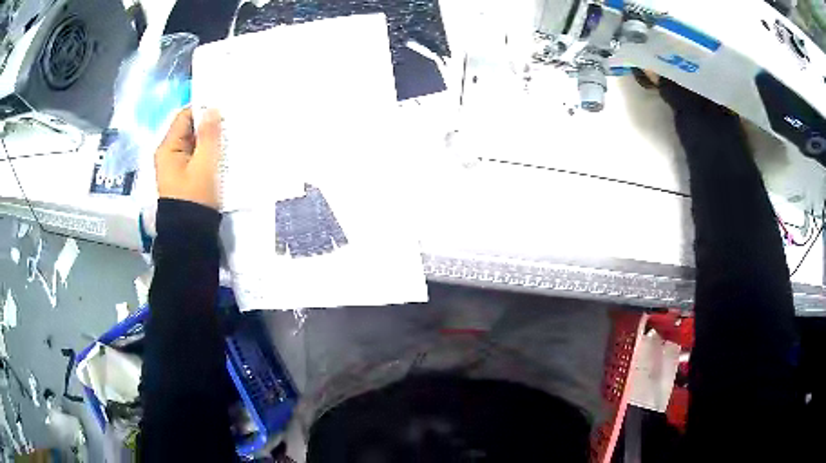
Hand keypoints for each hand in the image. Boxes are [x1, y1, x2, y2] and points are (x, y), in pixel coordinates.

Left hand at [155, 107, 221, 209]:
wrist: (190, 236)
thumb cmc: (195, 198)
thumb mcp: (204, 164)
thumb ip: (208, 135)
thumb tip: (213, 109)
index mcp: (168, 148)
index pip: (184, 116)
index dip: (202, 109)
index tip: (223, 108)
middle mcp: (169, 154)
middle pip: (188, 129)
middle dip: (208, 124)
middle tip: (230, 122)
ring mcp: (176, 167)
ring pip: (194, 143)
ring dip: (209, 139)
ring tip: (229, 136)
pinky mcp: (184, 177)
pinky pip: (196, 157)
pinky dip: (208, 152)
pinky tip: (222, 153)